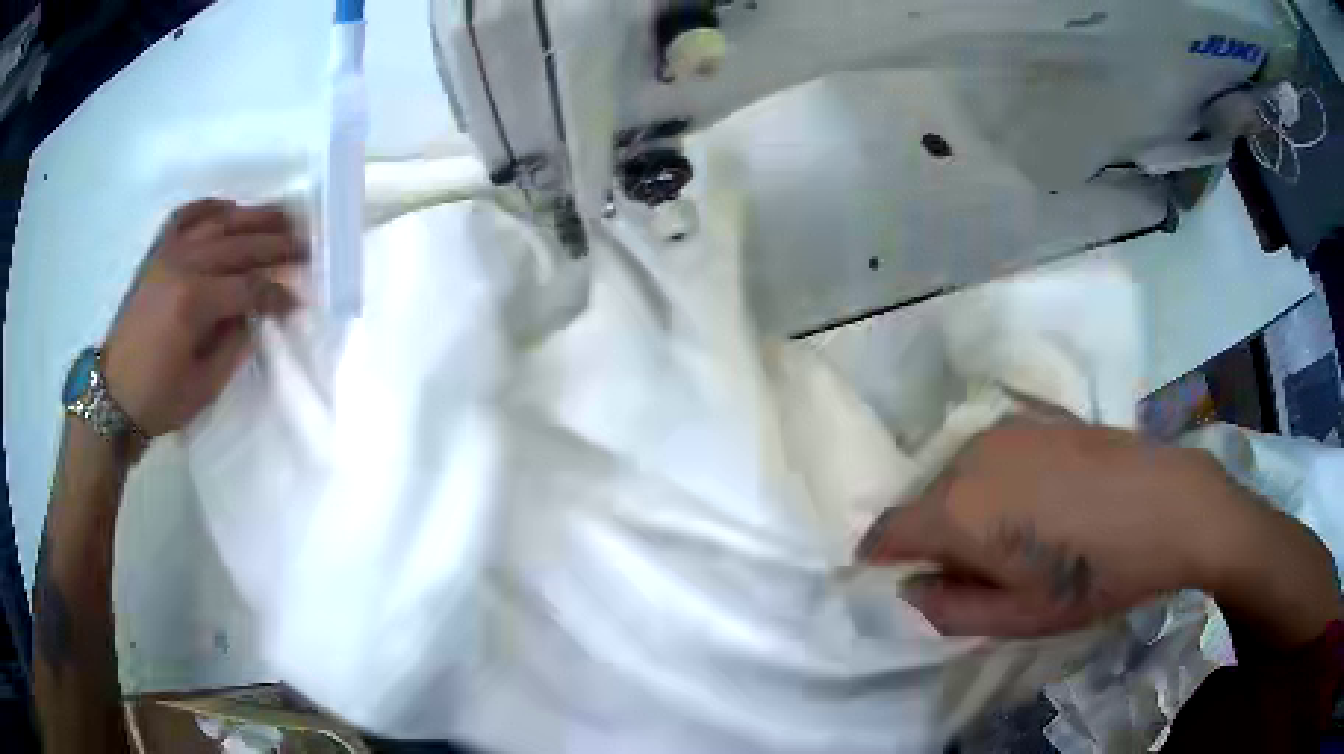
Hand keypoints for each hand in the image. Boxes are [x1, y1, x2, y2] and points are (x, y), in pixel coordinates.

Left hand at [103, 200, 306, 438]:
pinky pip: (185, 216)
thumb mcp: (203, 387)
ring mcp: (168, 253)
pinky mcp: (156, 253)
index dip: (276, 294)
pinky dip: (209, 207)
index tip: (296, 302)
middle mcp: (184, 265)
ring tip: (282, 216)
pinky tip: (228, 208)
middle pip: (240, 245)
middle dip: (276, 245)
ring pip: (218, 222)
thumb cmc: (158, 398)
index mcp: (194, 302)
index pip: (249, 287)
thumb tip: (254, 314)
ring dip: (253, 217)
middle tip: (306, 245)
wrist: (113, 394)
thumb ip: (234, 345)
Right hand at [857, 418, 1338, 646]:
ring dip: (965, 509)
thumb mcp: (1019, 618)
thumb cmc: (1094, 575)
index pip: (887, 531)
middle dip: (931, 539)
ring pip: (957, 475)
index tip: (893, 577)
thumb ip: (949, 610)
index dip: (881, 558)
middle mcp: (971, 457)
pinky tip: (1037, 505)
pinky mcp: (1035, 417)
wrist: (1167, 504)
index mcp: (959, 510)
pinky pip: (991, 456)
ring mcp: (1005, 429)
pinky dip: (994, 484)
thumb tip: (911, 588)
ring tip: (1010, 540)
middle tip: (970, 573)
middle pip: (924, 503)